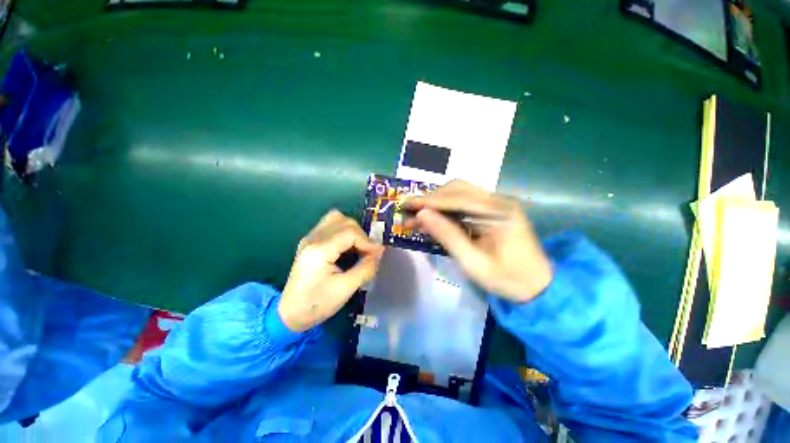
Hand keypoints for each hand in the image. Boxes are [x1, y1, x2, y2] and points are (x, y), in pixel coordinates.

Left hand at [278, 210, 384, 331]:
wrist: (290, 314)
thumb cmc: (317, 304)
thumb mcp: (345, 289)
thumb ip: (365, 268)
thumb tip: (379, 252)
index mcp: (319, 250)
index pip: (350, 232)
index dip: (367, 241)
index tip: (377, 255)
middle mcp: (312, 238)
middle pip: (344, 221)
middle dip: (361, 235)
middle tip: (368, 252)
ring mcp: (309, 238)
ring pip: (336, 219)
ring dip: (352, 230)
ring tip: (358, 247)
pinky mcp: (310, 242)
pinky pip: (331, 226)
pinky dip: (344, 232)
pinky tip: (348, 247)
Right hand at [405, 180, 551, 302]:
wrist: (538, 286)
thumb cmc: (508, 279)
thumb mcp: (474, 263)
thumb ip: (447, 236)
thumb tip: (421, 215)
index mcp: (499, 211)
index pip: (457, 198)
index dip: (429, 201)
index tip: (407, 204)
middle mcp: (498, 200)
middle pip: (457, 189)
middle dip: (431, 199)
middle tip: (409, 211)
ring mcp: (495, 204)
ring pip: (458, 194)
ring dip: (436, 203)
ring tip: (417, 216)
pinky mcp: (491, 211)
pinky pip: (463, 204)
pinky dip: (445, 210)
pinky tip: (433, 219)